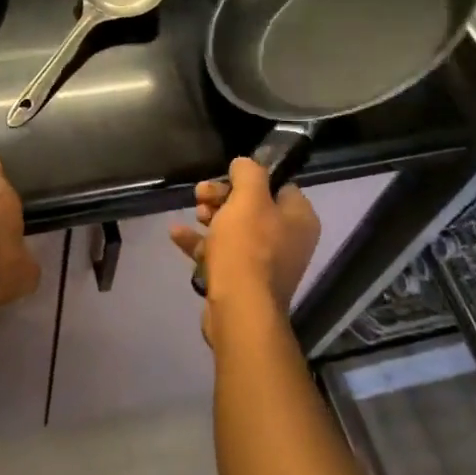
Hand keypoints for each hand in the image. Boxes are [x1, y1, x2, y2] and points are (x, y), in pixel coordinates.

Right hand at [171, 158, 320, 333]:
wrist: (239, 311)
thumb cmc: (248, 248)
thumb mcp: (248, 199)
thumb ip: (248, 173)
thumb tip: (245, 163)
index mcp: (299, 219)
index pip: (279, 185)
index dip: (249, 178)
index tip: (225, 176)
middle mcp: (289, 240)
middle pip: (253, 206)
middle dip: (223, 196)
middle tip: (201, 194)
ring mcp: (266, 263)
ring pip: (235, 229)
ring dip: (211, 216)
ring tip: (193, 211)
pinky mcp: (243, 281)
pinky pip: (222, 253)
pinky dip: (201, 242)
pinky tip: (176, 234)